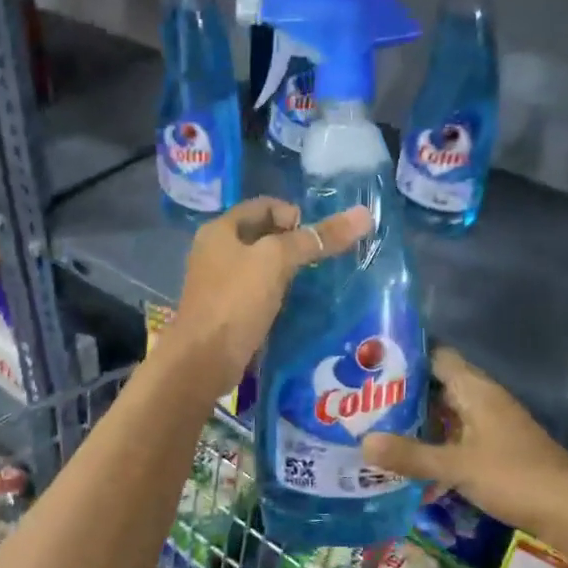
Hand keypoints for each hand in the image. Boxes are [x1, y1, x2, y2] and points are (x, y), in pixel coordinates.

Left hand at [166, 197, 371, 401]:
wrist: (203, 361)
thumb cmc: (235, 301)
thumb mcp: (277, 261)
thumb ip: (317, 239)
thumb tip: (363, 215)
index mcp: (220, 229)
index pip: (264, 206)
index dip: (294, 214)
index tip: (319, 237)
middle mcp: (215, 251)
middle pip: (263, 235)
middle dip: (295, 242)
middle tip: (324, 258)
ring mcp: (220, 283)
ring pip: (262, 266)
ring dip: (289, 270)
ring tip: (317, 281)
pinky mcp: (228, 311)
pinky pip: (259, 292)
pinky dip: (279, 293)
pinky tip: (298, 305)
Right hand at [362, 347, 567, 545]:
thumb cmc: (515, 476)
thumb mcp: (458, 466)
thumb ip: (411, 455)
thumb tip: (363, 443)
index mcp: (475, 389)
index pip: (436, 356)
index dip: (405, 356)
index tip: (369, 364)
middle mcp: (482, 400)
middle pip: (437, 386)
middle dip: (402, 393)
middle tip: (360, 401)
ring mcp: (490, 425)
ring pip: (446, 414)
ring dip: (417, 422)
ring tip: (374, 428)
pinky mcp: (495, 450)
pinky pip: (456, 438)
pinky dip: (434, 445)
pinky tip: (408, 462)